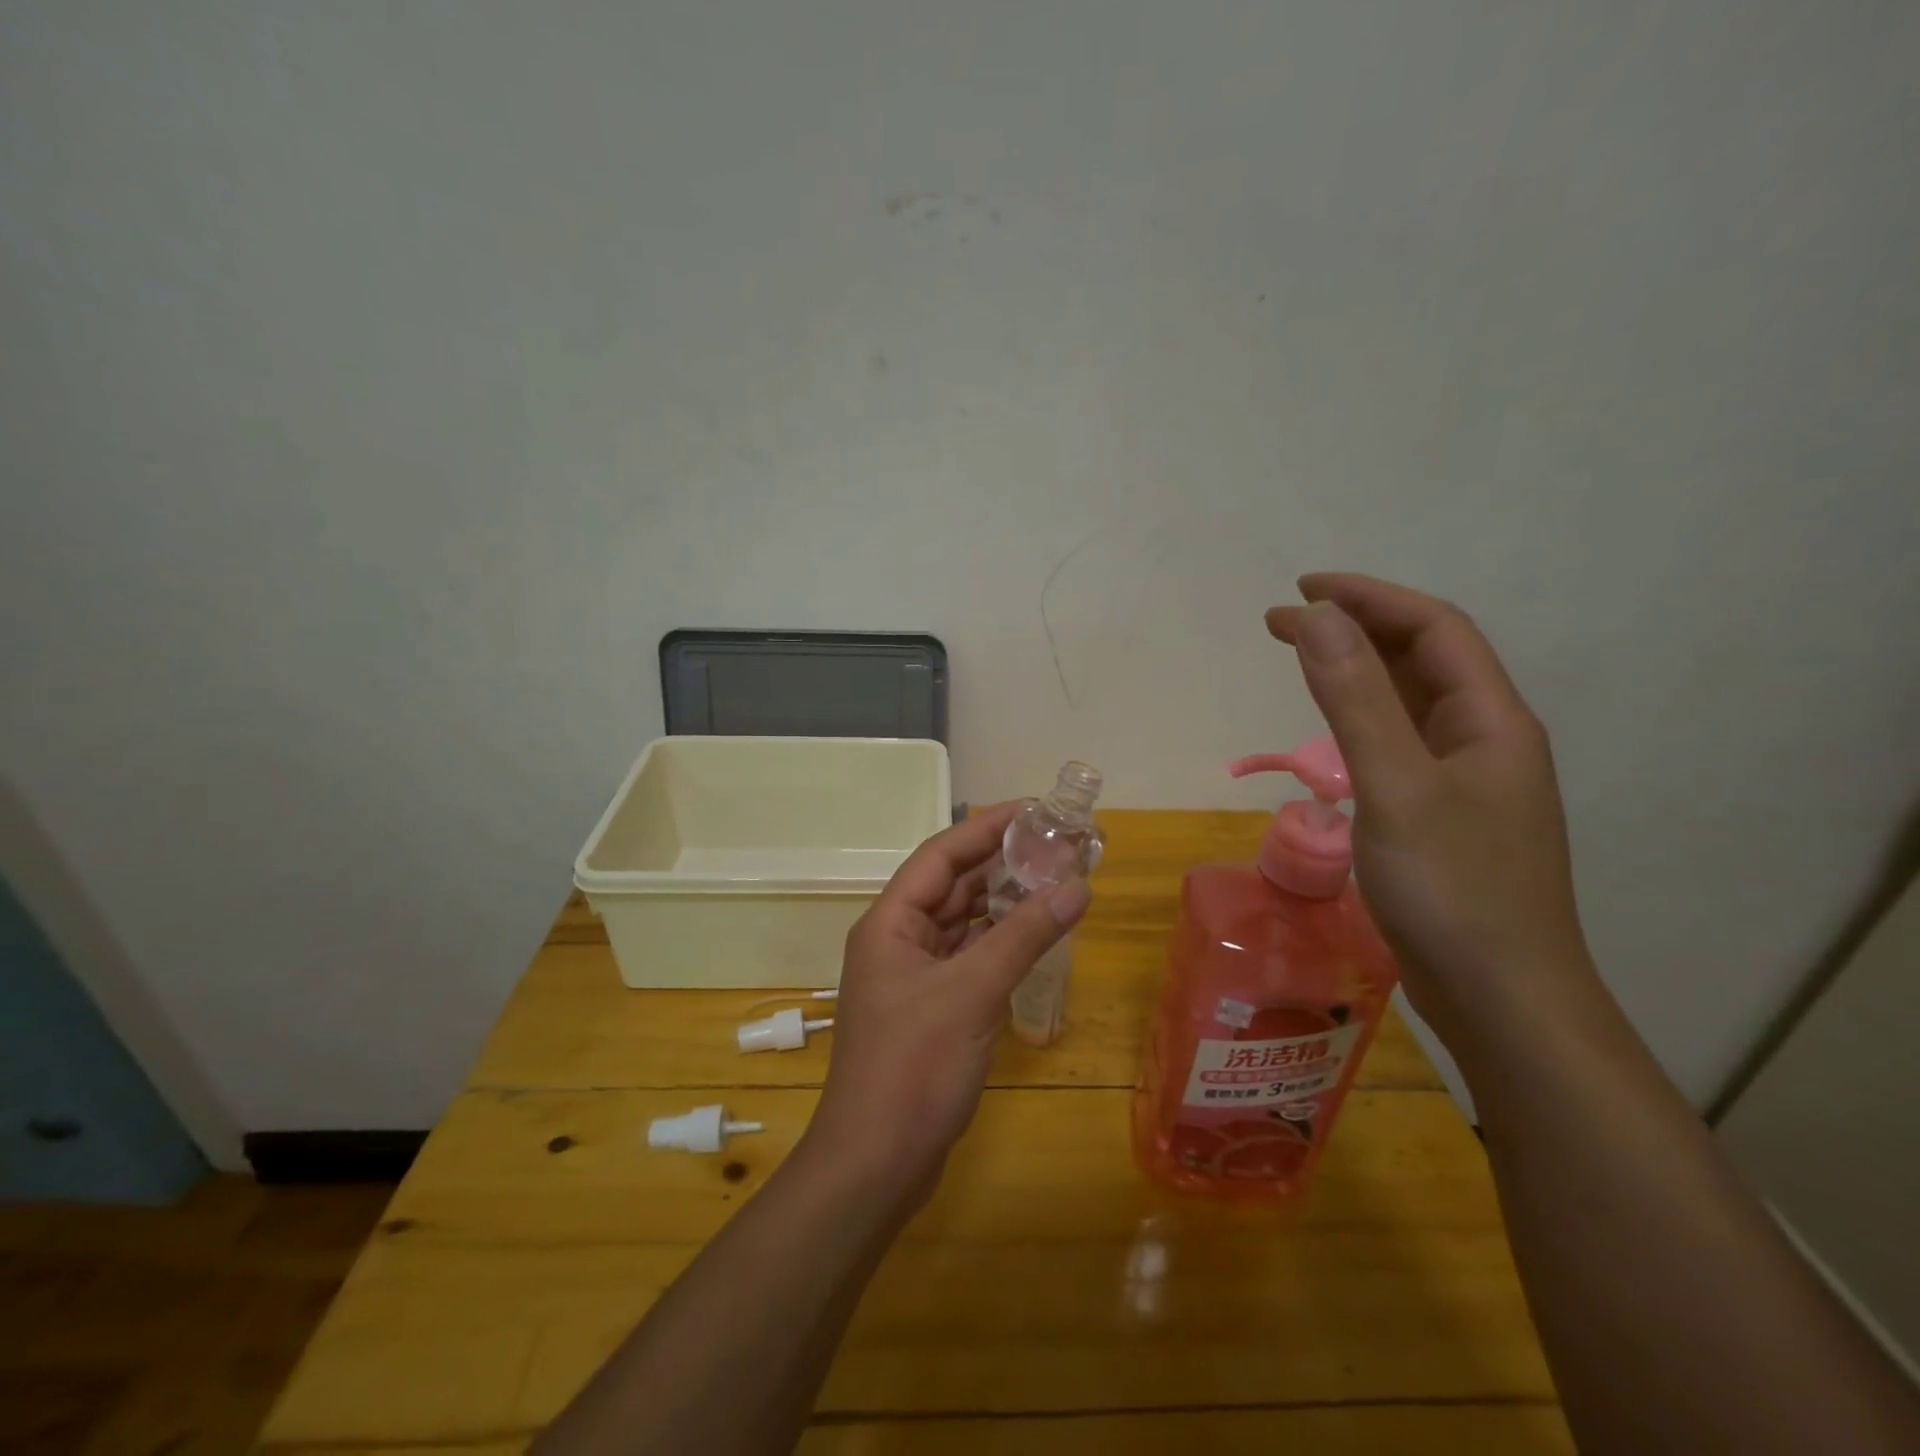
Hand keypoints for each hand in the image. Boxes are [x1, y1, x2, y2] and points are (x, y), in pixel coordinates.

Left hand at [804, 804, 1090, 1199]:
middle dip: (1001, 864)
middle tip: (1056, 846)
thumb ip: (1024, 935)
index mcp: (890, 922)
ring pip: (962, 923)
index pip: (941, 856)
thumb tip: (1077, 886)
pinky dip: (999, 943)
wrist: (876, 1163)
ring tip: (1054, 881)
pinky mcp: (932, 1008)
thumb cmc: (914, 1066)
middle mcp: (898, 940)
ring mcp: (914, 976)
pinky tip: (1035, 936)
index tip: (1033, 810)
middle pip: (952, 886)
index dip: (985, 828)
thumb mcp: (972, 992)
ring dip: (1003, 903)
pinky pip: (969, 958)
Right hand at [1266, 573, 1594, 1047]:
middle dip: (1355, 628)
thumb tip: (1317, 619)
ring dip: (1359, 669)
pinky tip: (1335, 729)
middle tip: (1283, 623)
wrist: (1502, 1000)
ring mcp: (1468, 781)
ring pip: (1412, 701)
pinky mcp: (1444, 816)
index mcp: (1491, 720)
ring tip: (1302, 659)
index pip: (1432, 629)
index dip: (1368, 598)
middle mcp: (1486, 739)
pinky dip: (1361, 717)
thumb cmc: (1452, 891)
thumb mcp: (1395, 787)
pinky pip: (1401, 742)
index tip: (1299, 591)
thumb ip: (1355, 700)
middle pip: (1424, 659)